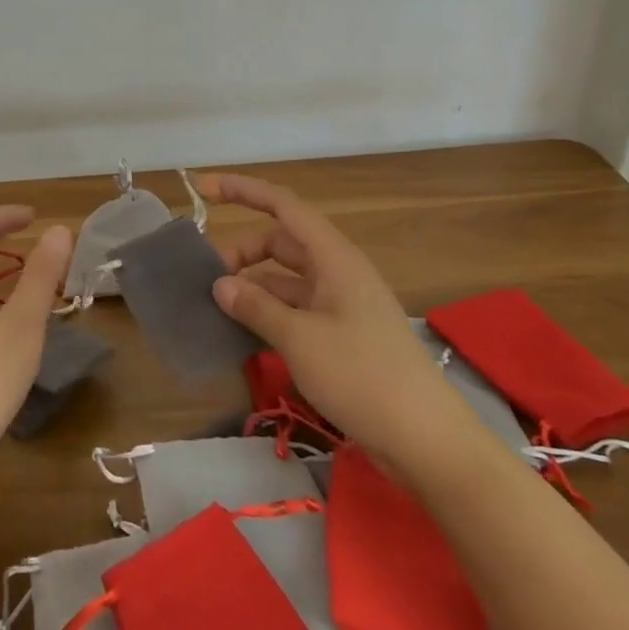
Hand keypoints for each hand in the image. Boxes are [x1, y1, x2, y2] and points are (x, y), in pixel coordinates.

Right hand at [201, 173, 485, 479]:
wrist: (426, 441)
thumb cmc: (363, 376)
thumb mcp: (300, 339)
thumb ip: (257, 307)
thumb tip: (220, 284)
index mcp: (334, 258)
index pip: (283, 206)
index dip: (242, 191)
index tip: (202, 188)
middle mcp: (337, 273)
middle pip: (280, 243)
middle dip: (241, 252)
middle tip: (207, 279)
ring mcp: (341, 306)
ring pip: (285, 280)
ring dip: (252, 287)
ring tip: (217, 309)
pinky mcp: (342, 336)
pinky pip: (295, 310)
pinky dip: (268, 314)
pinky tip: (243, 334)